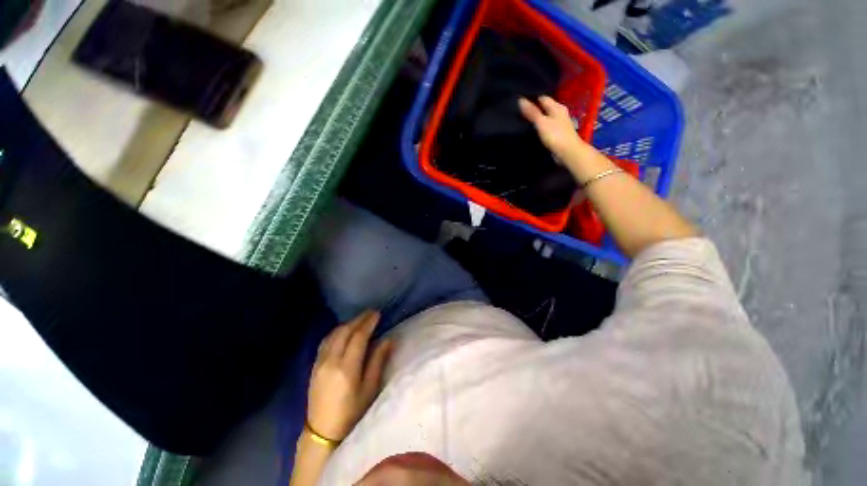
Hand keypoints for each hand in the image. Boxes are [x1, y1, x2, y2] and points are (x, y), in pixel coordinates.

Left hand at [307, 311, 392, 440]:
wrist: (323, 433)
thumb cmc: (352, 413)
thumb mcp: (369, 389)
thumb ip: (378, 361)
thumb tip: (387, 339)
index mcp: (346, 368)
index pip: (358, 336)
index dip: (368, 323)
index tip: (377, 314)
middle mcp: (331, 361)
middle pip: (345, 331)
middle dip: (359, 319)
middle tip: (371, 313)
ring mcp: (319, 363)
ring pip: (334, 334)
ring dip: (348, 324)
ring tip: (359, 320)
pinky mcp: (314, 366)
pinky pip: (325, 341)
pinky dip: (337, 332)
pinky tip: (343, 331)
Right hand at [518, 96, 588, 160]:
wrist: (568, 152)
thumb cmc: (556, 136)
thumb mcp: (542, 122)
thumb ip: (532, 112)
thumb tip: (520, 99)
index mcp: (557, 107)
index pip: (542, 98)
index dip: (531, 97)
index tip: (520, 100)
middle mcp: (559, 112)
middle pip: (544, 107)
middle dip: (533, 107)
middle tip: (519, 110)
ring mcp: (559, 123)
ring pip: (545, 116)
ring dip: (536, 117)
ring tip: (523, 119)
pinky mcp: (557, 133)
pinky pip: (546, 125)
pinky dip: (539, 126)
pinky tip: (532, 129)